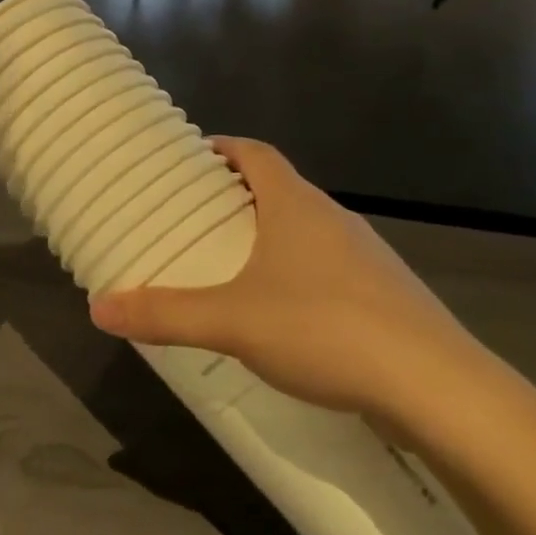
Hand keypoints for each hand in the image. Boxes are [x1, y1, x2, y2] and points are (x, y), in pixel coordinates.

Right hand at [89, 138, 502, 435]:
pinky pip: (329, 267)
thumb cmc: (324, 329)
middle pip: (279, 189)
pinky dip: (299, 273)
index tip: (192, 159)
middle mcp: (333, 217)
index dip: (223, 148)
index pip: (256, 153)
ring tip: (233, 267)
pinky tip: (285, 315)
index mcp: (295, 205)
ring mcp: (366, 255)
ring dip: (270, 237)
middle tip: (197, 219)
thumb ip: (165, 314)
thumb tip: (99, 307)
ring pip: (306, 230)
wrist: (436, 386)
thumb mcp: (232, 321)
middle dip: (238, 197)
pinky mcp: (385, 293)